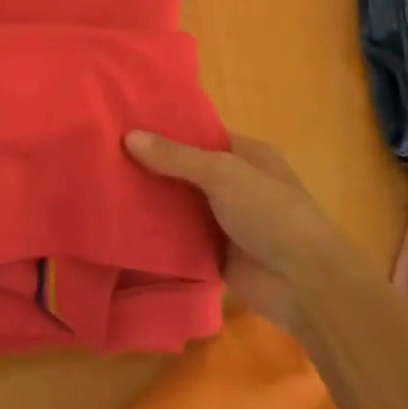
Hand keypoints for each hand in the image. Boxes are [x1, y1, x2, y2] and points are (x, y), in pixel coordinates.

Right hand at [125, 132, 343, 330]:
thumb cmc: (270, 212)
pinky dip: (157, 236)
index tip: (126, 124)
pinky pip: (180, 240)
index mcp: (246, 155)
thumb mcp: (223, 173)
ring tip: (104, 187)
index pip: (201, 135)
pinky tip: (121, 226)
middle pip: (187, 171)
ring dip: (152, 202)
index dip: (167, 130)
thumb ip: (176, 157)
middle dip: (153, 167)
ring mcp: (225, 221)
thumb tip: (128, 136)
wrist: (304, 283)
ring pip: (181, 206)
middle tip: (105, 156)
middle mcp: (236, 184)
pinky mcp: (215, 255)